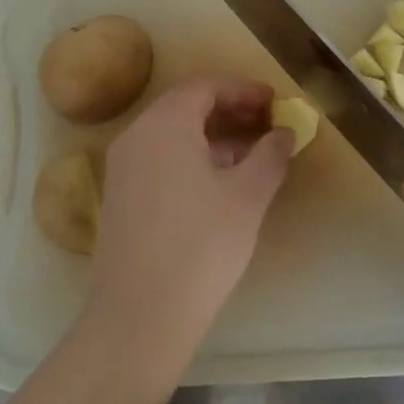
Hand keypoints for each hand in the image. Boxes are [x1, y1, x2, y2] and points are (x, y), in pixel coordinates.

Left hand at [87, 76, 291, 358]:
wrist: (138, 317)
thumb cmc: (200, 245)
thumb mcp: (247, 197)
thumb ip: (270, 155)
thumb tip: (283, 133)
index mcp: (165, 123)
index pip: (206, 86)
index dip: (243, 90)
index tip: (275, 102)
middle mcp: (137, 134)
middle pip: (186, 106)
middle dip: (229, 110)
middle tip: (266, 124)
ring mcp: (123, 166)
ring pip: (172, 133)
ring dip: (212, 135)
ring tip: (251, 155)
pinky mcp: (119, 196)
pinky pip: (159, 158)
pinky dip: (191, 157)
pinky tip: (219, 184)